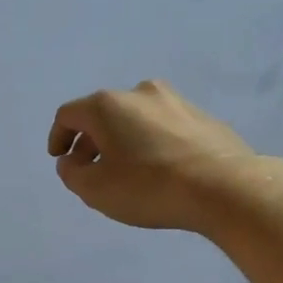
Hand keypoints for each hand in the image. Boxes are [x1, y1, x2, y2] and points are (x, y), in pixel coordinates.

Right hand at [47, 80, 256, 231]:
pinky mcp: (203, 117)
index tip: (60, 159)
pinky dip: (152, 143)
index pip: (68, 115)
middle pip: (103, 114)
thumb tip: (72, 161)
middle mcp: (139, 93)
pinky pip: (163, 128)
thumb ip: (72, 173)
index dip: (58, 137)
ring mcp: (175, 101)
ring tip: (127, 170)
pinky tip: (159, 169)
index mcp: (107, 105)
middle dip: (91, 141)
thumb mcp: (95, 189)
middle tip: (91, 169)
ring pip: (135, 119)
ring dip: (123, 140)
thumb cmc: (148, 187)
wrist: (224, 188)